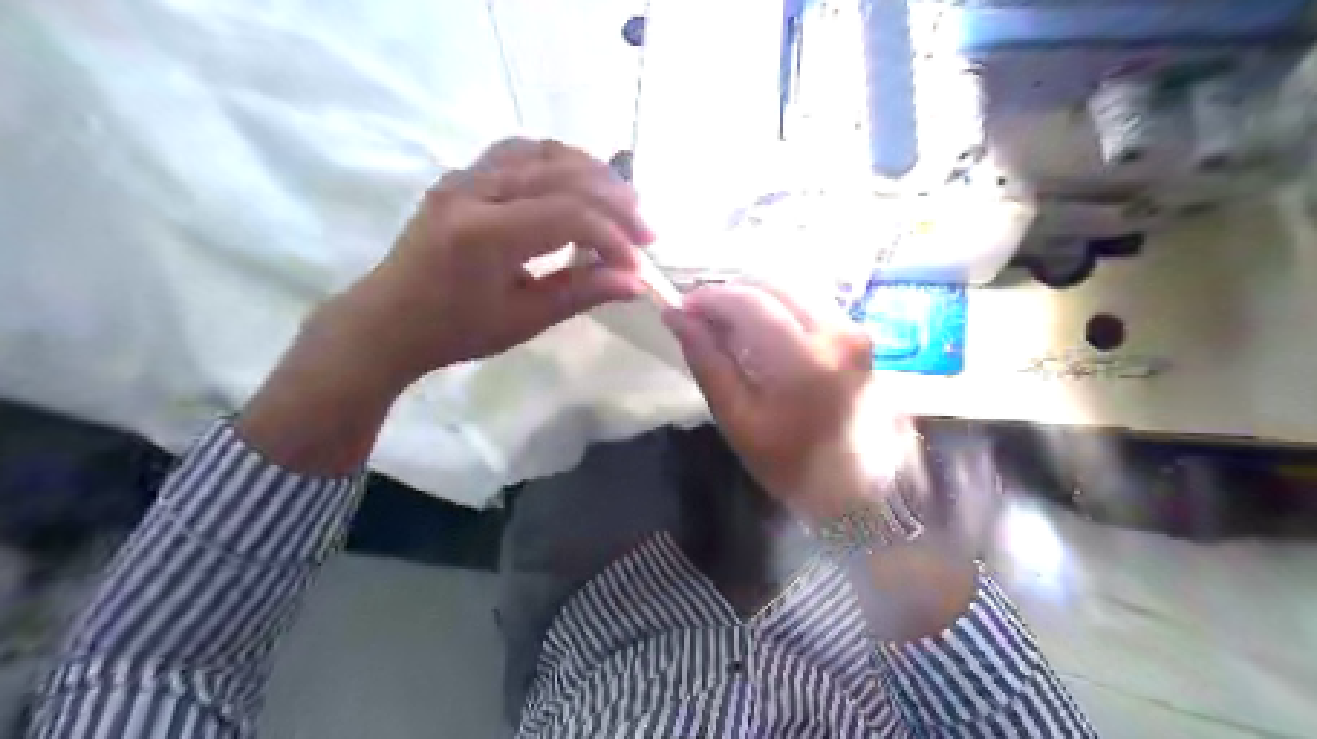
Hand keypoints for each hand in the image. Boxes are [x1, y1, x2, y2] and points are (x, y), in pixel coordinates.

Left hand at [238, 137, 652, 476]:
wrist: (389, 319)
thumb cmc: (455, 330)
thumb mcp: (523, 319)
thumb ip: (581, 294)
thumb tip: (635, 283)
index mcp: (484, 234)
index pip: (569, 215)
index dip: (613, 236)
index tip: (638, 265)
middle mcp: (473, 191)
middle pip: (562, 174)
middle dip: (614, 200)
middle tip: (645, 229)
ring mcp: (465, 176)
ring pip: (543, 152)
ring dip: (591, 172)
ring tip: (623, 200)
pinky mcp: (463, 175)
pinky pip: (519, 151)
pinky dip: (559, 162)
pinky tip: (579, 182)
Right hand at [670, 284, 919, 524]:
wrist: (862, 487)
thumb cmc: (793, 464)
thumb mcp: (738, 420)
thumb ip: (707, 361)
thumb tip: (676, 316)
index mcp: (803, 359)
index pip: (746, 301)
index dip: (707, 298)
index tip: (680, 310)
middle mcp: (835, 330)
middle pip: (770, 284)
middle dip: (729, 294)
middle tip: (701, 319)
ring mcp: (852, 328)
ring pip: (790, 289)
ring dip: (753, 299)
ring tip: (728, 327)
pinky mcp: (858, 333)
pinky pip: (808, 302)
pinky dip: (777, 308)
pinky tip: (760, 333)